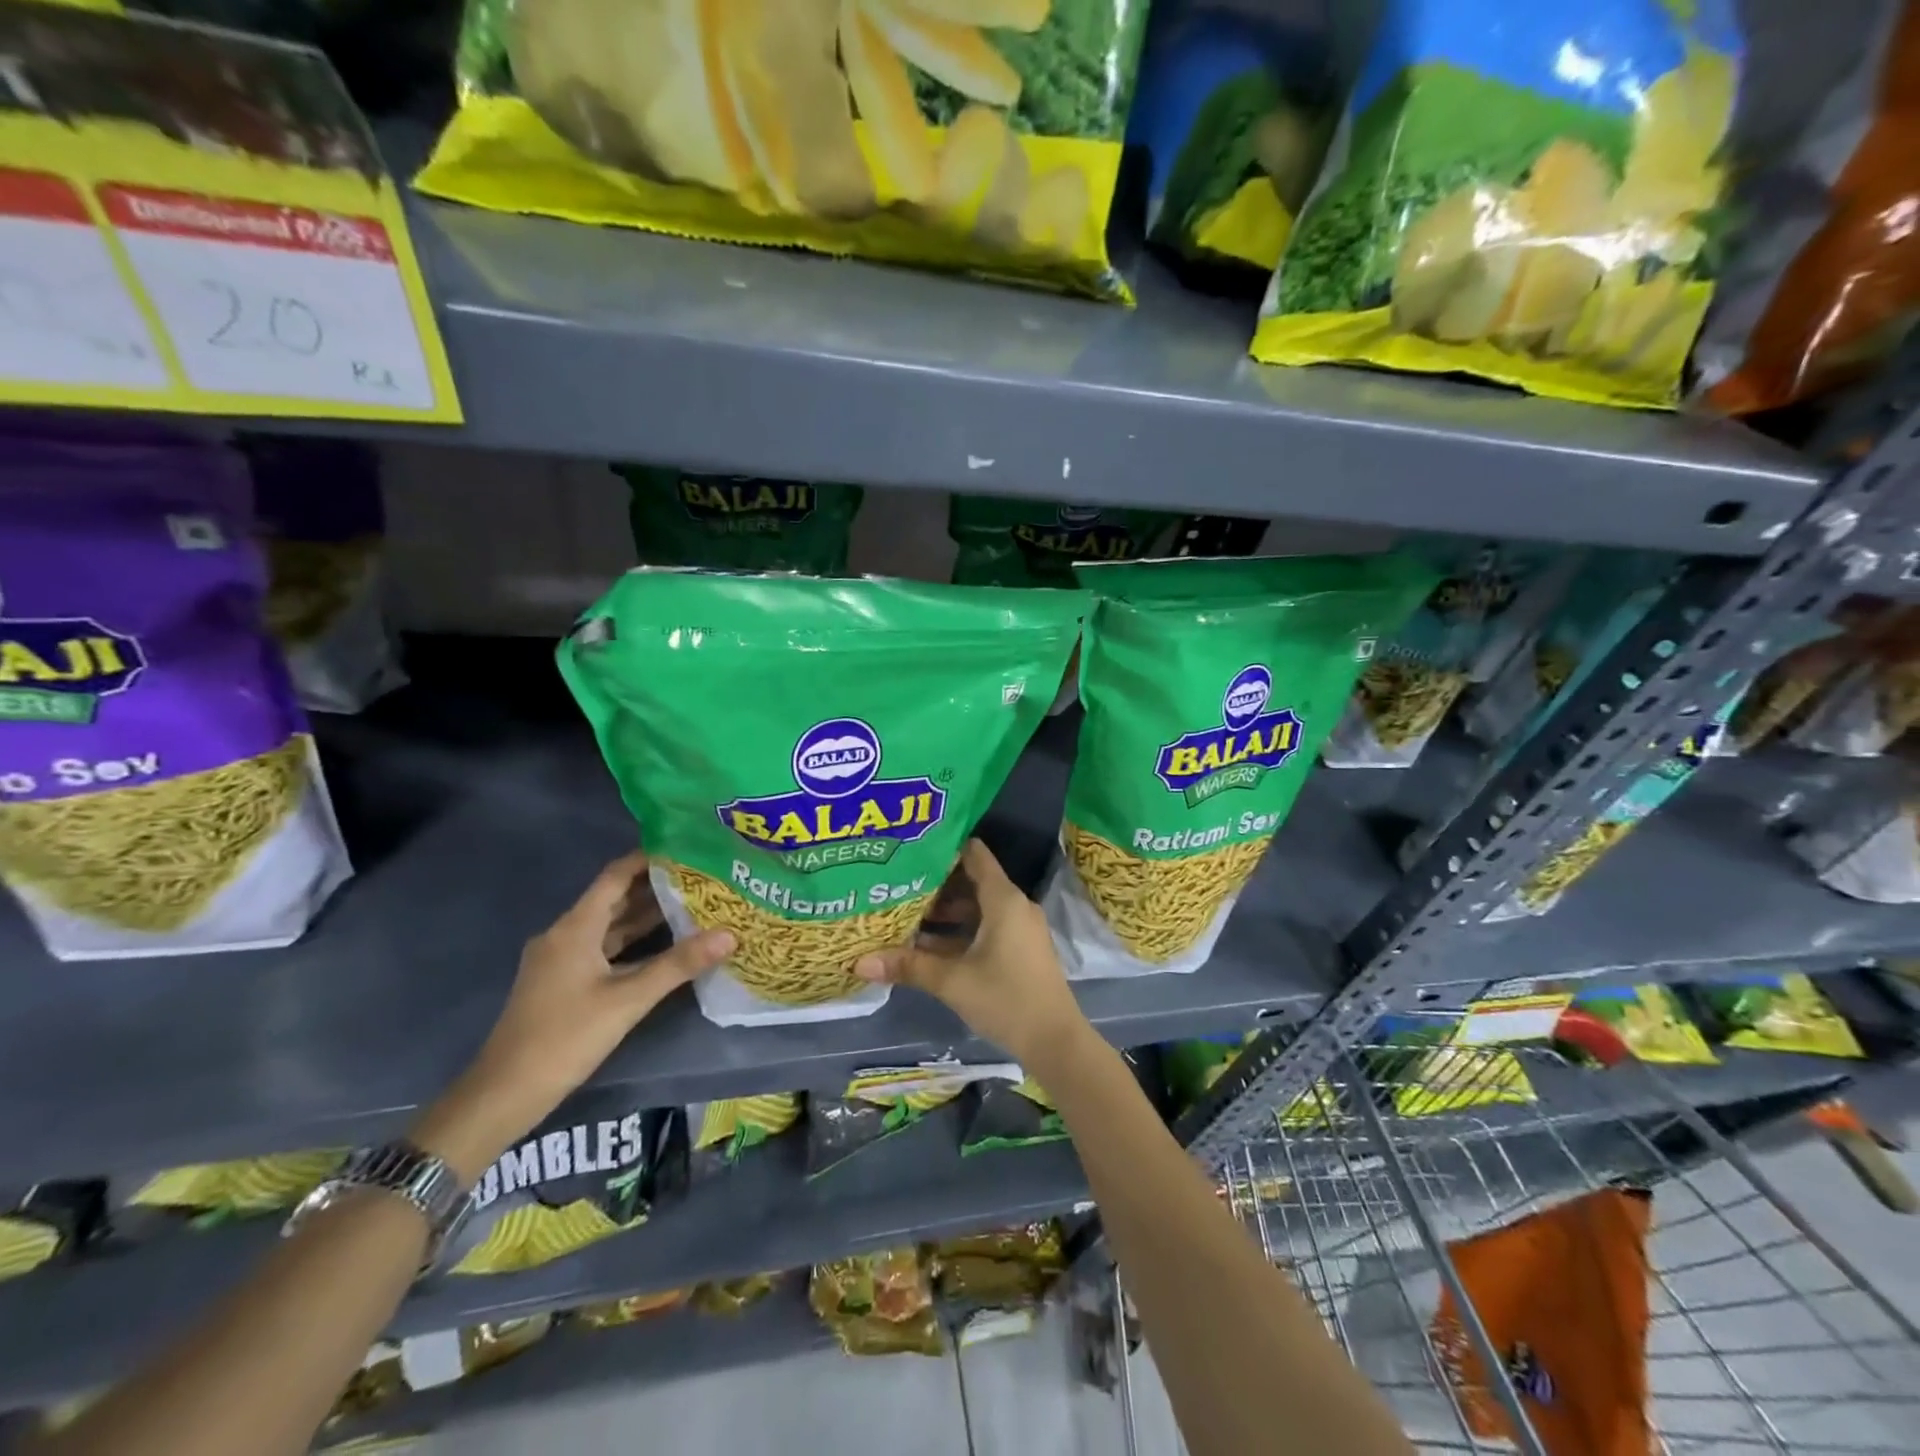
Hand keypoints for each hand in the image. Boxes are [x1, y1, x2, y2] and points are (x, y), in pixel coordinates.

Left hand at [412, 851, 734, 1181]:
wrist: (504, 1095)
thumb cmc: (564, 1038)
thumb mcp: (627, 1001)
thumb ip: (678, 965)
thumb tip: (729, 934)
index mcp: (574, 928)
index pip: (615, 876)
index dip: (648, 858)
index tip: (686, 847)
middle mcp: (565, 934)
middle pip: (614, 899)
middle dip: (655, 886)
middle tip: (701, 876)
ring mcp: (562, 959)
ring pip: (610, 926)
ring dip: (646, 915)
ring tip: (694, 903)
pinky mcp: (564, 981)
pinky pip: (604, 948)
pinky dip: (634, 941)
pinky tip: (665, 945)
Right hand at [855, 839, 1088, 1067]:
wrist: (1055, 1041)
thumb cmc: (1006, 999)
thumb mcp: (952, 981)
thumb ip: (908, 966)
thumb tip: (859, 961)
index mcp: (1003, 899)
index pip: (973, 854)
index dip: (944, 848)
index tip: (911, 848)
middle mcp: (1014, 905)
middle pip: (972, 880)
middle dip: (936, 883)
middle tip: (898, 882)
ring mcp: (1019, 928)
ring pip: (978, 907)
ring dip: (946, 911)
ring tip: (906, 913)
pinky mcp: (1020, 948)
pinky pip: (986, 926)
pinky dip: (961, 930)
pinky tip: (928, 944)